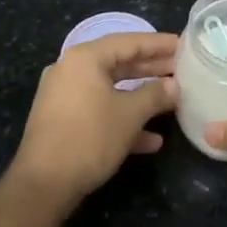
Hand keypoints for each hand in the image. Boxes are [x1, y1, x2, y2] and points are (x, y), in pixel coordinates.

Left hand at [8, 32, 178, 210]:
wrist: (43, 184)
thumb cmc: (89, 138)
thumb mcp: (130, 115)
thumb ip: (155, 95)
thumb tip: (174, 86)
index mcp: (84, 59)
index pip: (128, 42)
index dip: (158, 44)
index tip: (183, 45)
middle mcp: (71, 71)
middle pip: (119, 63)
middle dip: (152, 69)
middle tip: (181, 69)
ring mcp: (65, 97)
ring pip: (110, 89)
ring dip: (141, 96)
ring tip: (172, 99)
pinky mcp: (63, 121)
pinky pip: (99, 110)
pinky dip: (123, 119)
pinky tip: (151, 140)